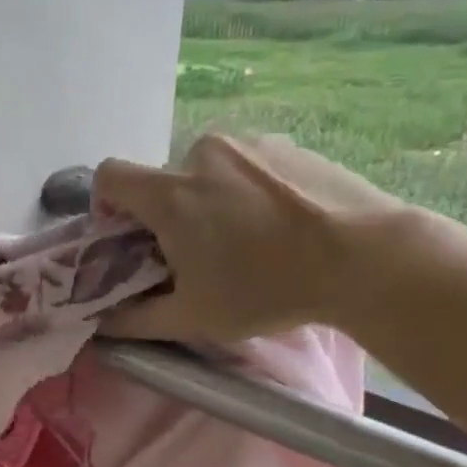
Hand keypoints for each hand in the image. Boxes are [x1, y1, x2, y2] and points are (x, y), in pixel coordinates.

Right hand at [93, 133, 410, 341]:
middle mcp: (202, 154)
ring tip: (246, 241)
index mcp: (171, 193)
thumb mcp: (194, 318)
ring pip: (207, 172)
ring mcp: (249, 143)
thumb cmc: (267, 289)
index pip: (109, 176)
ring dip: (210, 201)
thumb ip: (136, 321)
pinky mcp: (287, 144)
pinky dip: (246, 191)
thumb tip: (102, 323)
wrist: (364, 257)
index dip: (107, 205)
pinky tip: (278, 225)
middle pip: (164, 180)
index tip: (128, 237)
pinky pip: (246, 165)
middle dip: (168, 214)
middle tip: (197, 255)